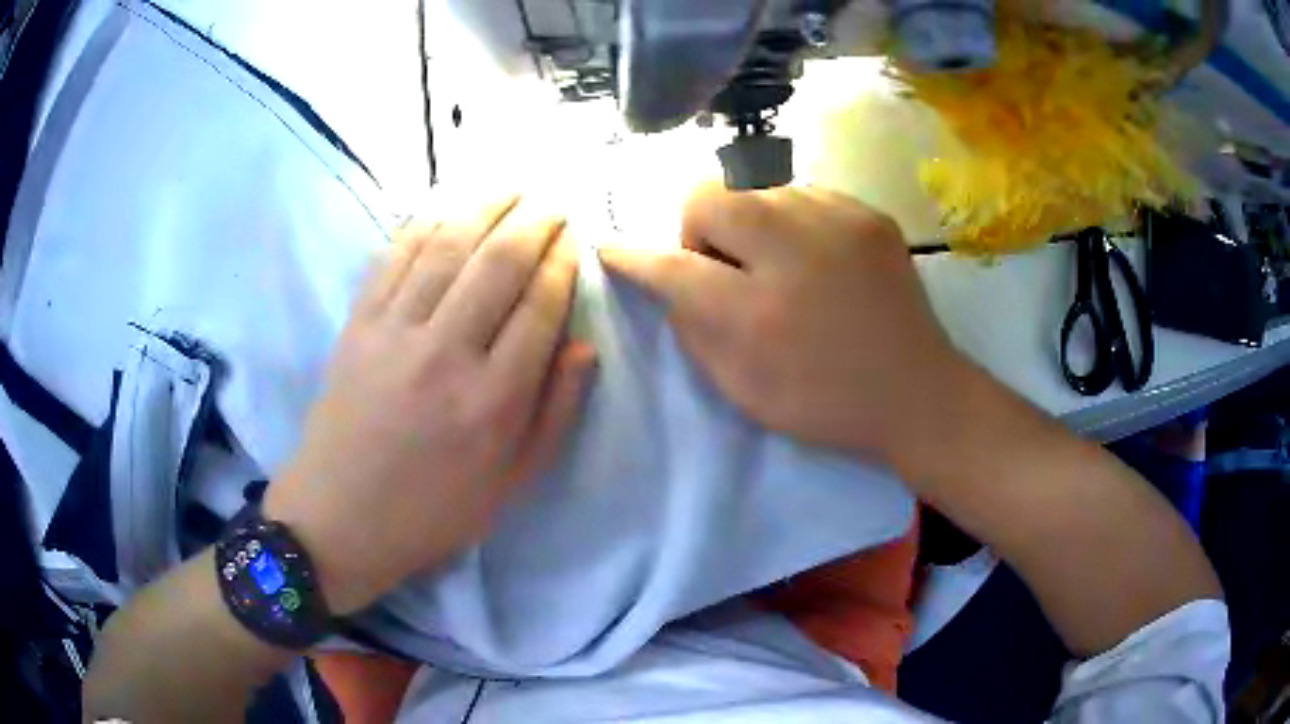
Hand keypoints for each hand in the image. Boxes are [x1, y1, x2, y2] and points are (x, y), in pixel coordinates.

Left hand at [265, 197, 593, 614]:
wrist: (340, 517)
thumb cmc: (432, 511)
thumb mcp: (511, 484)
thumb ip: (554, 414)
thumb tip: (583, 345)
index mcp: (493, 401)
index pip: (539, 307)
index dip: (562, 263)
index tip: (574, 239)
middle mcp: (446, 354)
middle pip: (498, 264)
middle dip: (534, 222)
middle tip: (553, 203)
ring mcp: (395, 332)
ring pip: (448, 247)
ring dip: (485, 208)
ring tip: (512, 189)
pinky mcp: (358, 324)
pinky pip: (395, 258)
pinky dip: (425, 223)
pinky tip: (448, 207)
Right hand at [599, 184, 965, 466]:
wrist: (917, 391)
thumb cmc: (825, 402)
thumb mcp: (743, 389)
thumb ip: (695, 330)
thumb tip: (672, 281)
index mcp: (758, 312)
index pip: (673, 266)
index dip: (635, 257)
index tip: (611, 249)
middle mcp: (795, 250)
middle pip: (711, 196)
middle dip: (701, 228)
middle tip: (725, 266)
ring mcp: (838, 222)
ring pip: (758, 187)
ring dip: (749, 221)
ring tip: (775, 261)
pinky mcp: (868, 214)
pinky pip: (803, 194)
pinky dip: (791, 219)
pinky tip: (813, 256)